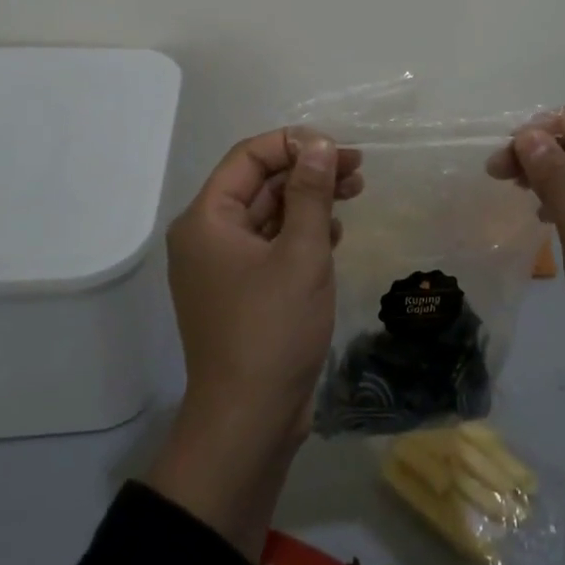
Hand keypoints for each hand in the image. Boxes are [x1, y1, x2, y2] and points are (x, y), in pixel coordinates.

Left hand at [145, 128, 361, 558]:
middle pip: (260, 183)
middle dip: (308, 171)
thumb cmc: (273, 329)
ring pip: (269, 214)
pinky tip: (334, 235)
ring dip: (310, 201)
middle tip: (357, 169)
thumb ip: (310, 192)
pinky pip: (271, 245)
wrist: (249, 421)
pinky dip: (301, 233)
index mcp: (207, 219)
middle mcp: (207, 236)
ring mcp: (223, 267)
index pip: (249, 157)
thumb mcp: (301, 252)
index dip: (294, 144)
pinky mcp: (242, 291)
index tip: (339, 150)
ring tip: (354, 193)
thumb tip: (317, 143)